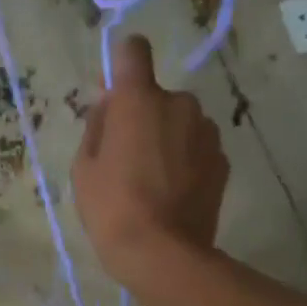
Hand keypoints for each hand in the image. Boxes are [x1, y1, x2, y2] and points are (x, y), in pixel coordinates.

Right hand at [72, 35, 229, 297]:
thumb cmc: (111, 208)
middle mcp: (179, 103)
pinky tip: (171, 192)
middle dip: (142, 115)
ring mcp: (206, 131)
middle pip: (156, 96)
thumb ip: (96, 126)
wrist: (163, 254)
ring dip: (165, 138)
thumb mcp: (84, 168)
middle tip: (124, 156)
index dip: (122, 62)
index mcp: (139, 100)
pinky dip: (184, 160)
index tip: (114, 88)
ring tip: (150, 180)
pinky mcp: (222, 159)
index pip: (133, 51)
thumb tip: (108, 102)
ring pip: (179, 122)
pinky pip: (196, 147)